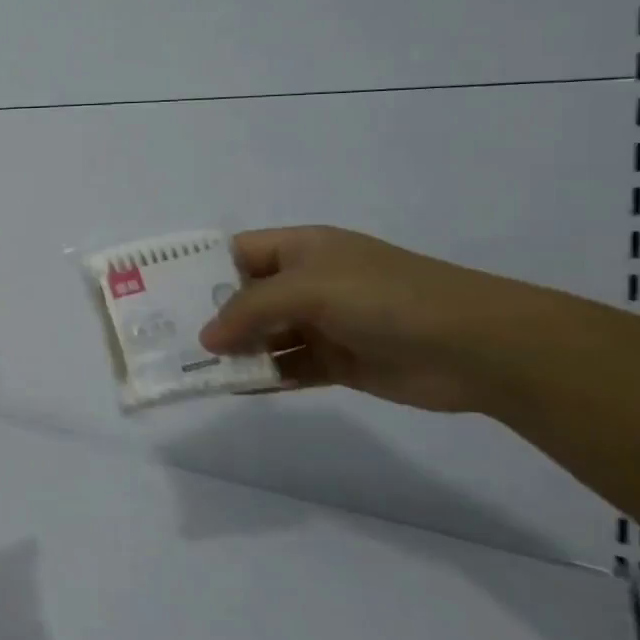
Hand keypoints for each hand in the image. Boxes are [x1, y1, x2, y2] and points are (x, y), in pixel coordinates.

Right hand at [198, 226, 543, 413]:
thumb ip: (250, 310)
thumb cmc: (387, 297)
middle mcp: (307, 283)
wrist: (478, 347)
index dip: (199, 270)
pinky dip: (263, 378)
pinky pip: (287, 367)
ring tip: (191, 370)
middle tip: (166, 339)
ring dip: (234, 352)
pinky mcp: (338, 362)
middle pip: (245, 298)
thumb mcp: (309, 288)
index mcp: (301, 249)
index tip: (161, 294)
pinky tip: (234, 390)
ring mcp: (323, 323)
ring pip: (263, 336)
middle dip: (210, 316)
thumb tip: (206, 338)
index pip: (236, 254)